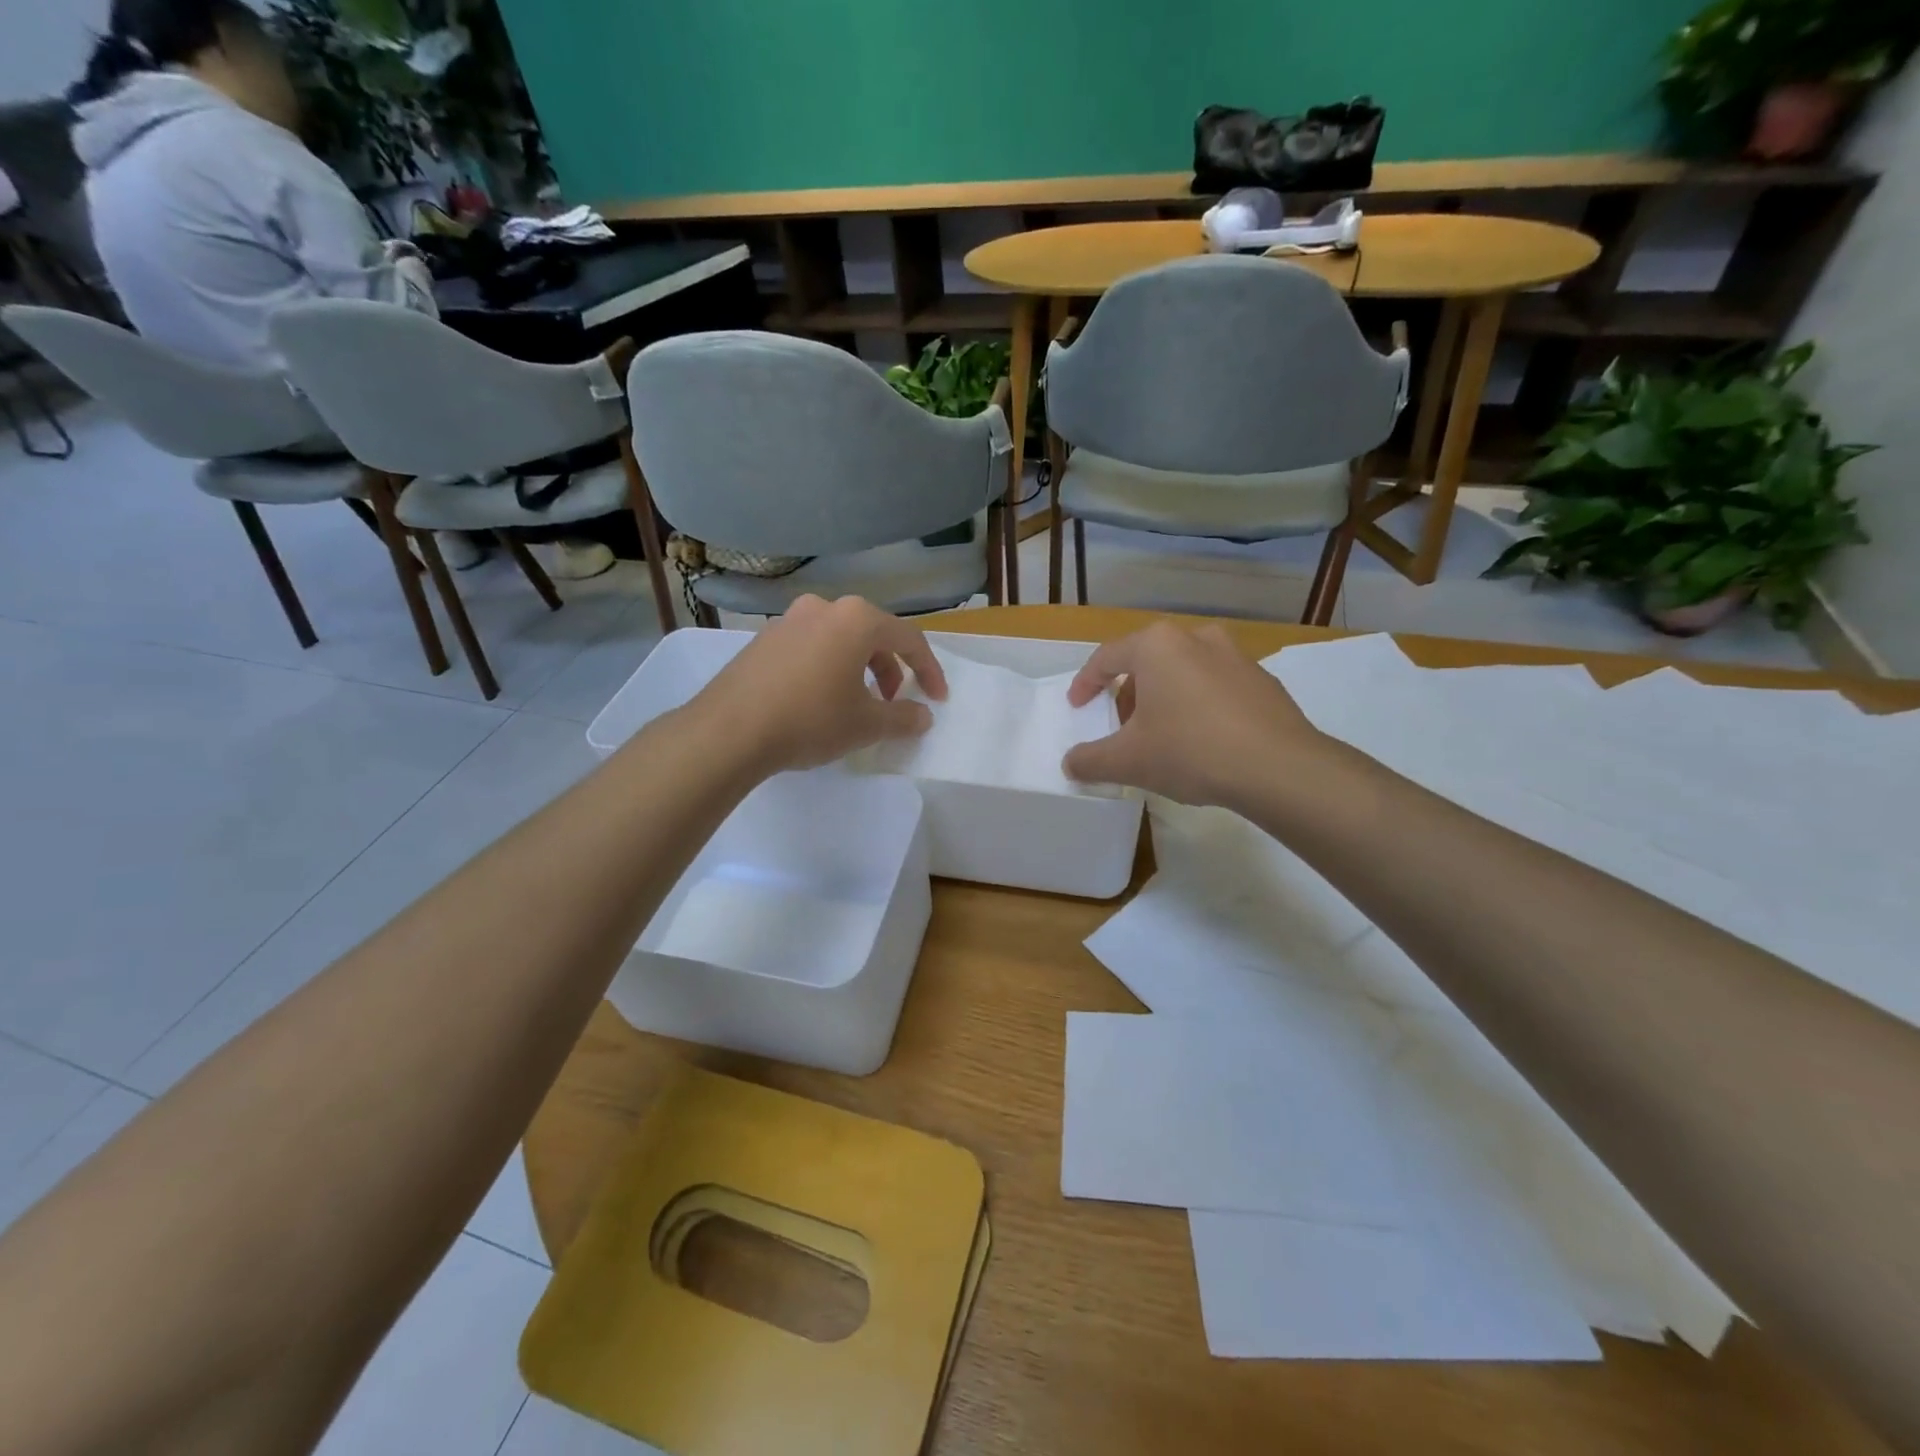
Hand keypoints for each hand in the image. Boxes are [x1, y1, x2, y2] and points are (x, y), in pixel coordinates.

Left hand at [690, 596, 947, 774]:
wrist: (729, 731)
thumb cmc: (810, 720)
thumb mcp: (866, 724)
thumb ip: (903, 717)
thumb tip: (923, 715)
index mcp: (856, 619)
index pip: (908, 639)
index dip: (929, 670)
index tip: (937, 699)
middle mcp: (824, 608)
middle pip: (872, 635)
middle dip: (891, 669)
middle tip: (893, 701)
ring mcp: (788, 620)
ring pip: (839, 640)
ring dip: (858, 668)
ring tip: (856, 703)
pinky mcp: (763, 639)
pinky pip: (810, 648)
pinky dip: (827, 668)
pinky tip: (819, 700)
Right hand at [1062, 622, 1323, 807]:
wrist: (1279, 768)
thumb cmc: (1190, 751)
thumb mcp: (1127, 761)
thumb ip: (1090, 760)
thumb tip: (1070, 764)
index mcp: (1157, 646)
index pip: (1106, 658)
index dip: (1085, 684)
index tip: (1078, 707)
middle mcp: (1196, 638)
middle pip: (1147, 662)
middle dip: (1129, 694)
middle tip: (1121, 726)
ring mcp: (1236, 656)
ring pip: (1184, 672)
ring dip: (1165, 698)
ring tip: (1162, 735)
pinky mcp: (1263, 681)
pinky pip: (1216, 687)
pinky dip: (1199, 706)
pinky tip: (1202, 741)